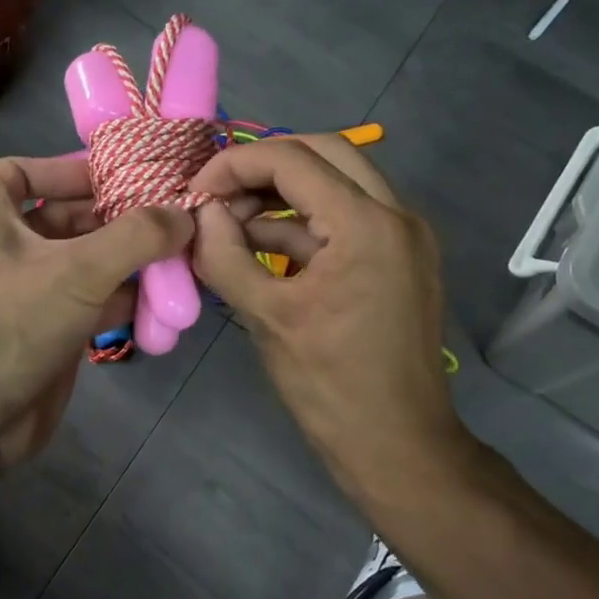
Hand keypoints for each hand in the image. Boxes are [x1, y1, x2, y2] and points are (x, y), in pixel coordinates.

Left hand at [0, 157, 191, 469]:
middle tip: (171, 217)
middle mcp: (8, 249)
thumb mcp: (76, 269)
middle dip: (116, 217)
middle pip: (67, 218)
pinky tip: (164, 301)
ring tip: (180, 257)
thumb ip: (137, 237)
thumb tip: (185, 215)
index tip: (115, 175)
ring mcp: (30, 294)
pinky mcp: (50, 333)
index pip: (21, 171)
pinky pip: (93, 304)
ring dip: (129, 261)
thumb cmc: (10, 323)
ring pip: (86, 263)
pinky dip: (125, 300)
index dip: (64, 168)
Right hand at [188, 138, 470, 502]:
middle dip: (263, 168)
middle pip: (323, 152)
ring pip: (337, 183)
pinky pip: (346, 220)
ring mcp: (403, 236)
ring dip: (281, 196)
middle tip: (218, 196)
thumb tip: (201, 213)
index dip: (234, 165)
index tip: (195, 192)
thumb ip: (224, 255)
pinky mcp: (398, 259)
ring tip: (228, 227)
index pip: (293, 159)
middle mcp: (396, 215)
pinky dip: (302, 226)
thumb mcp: (266, 316)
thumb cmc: (329, 384)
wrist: (398, 445)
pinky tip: (258, 250)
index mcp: (367, 223)